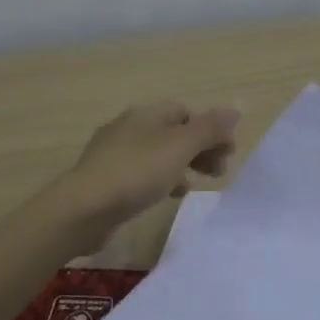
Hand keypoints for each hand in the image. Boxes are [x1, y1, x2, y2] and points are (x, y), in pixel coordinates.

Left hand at [50, 101, 240, 250]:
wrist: (84, 209)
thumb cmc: (137, 173)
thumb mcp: (180, 147)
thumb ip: (209, 129)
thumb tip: (235, 110)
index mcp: (146, 114)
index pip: (187, 112)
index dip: (211, 130)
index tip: (228, 154)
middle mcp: (129, 127)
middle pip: (174, 133)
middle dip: (200, 149)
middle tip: (218, 173)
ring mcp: (115, 153)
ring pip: (158, 154)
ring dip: (182, 167)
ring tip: (194, 186)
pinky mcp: (107, 179)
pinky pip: (142, 174)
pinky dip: (160, 181)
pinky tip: (167, 197)